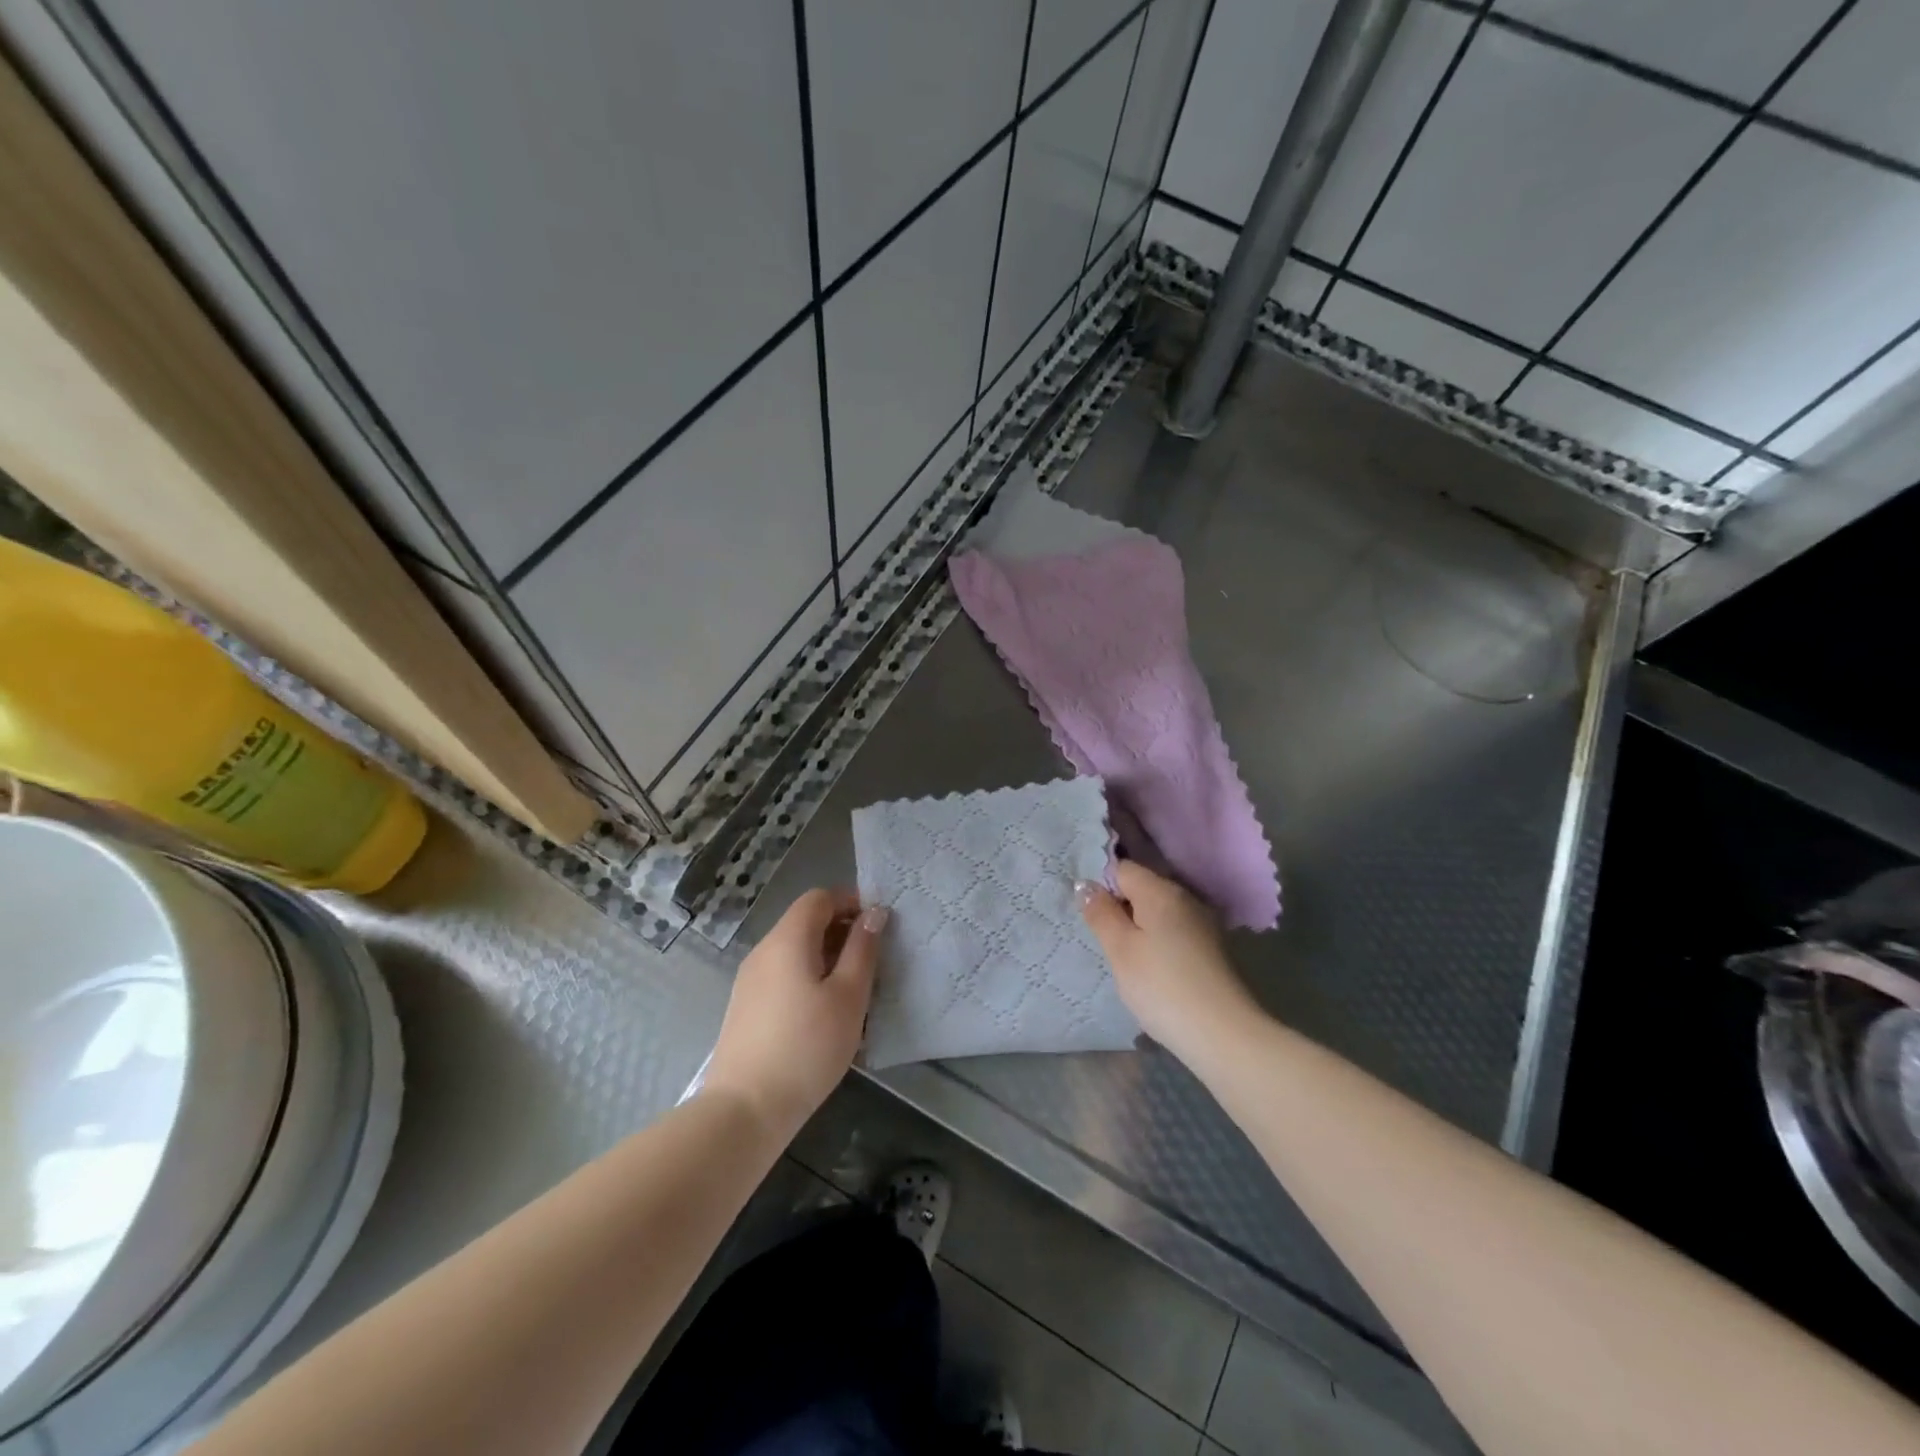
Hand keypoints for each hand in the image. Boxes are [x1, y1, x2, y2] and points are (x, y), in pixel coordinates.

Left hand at [702, 889, 883, 1141]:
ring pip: (796, 951)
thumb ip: (863, 949)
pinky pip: (784, 975)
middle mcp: (764, 950)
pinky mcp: (746, 1007)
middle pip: (806, 922)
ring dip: (828, 958)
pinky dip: (809, 978)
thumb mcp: (849, 996)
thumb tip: (874, 913)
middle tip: (874, 961)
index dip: (851, 902)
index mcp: (788, 939)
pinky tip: (826, 1014)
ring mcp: (750, 980)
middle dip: (842, 931)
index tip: (878, 926)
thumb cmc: (807, 1047)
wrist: (745, 1110)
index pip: (819, 898)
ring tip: (855, 991)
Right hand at [1079, 861, 1262, 1061]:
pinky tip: (1152, 971)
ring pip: (1158, 912)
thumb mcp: (1120, 950)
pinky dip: (1158, 943)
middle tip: (1104, 942)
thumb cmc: (1161, 987)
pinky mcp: (1211, 948)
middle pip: (1142, 888)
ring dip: (1138, 928)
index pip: (1122, 869)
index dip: (1101, 886)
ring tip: (1126, 960)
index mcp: (1161, 891)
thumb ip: (1100, 913)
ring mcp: (1202, 923)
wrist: (1223, 1035)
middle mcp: (1185, 898)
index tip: (1091, 917)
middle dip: (1120, 908)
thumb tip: (1085, 885)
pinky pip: (1174, 932)